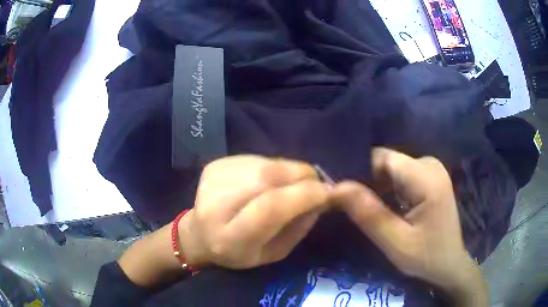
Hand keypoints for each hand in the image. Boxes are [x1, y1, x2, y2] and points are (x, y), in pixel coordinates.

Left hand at [179, 155, 331, 269]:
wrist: (200, 234)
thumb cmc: (239, 252)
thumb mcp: (274, 253)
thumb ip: (299, 227)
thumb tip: (322, 197)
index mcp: (230, 238)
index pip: (270, 208)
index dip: (304, 195)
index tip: (329, 191)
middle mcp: (216, 205)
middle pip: (266, 178)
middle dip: (301, 176)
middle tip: (316, 183)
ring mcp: (213, 180)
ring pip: (264, 164)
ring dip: (289, 170)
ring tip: (294, 183)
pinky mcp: (215, 165)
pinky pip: (256, 159)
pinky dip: (274, 167)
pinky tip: (270, 181)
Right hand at [331, 148, 487, 304]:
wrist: (450, 263)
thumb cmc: (426, 257)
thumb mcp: (396, 243)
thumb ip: (369, 214)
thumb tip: (337, 187)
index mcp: (427, 178)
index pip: (383, 158)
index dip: (358, 171)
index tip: (341, 191)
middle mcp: (430, 164)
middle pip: (387, 162)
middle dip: (367, 181)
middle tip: (351, 206)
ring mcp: (431, 169)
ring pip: (391, 168)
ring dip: (376, 186)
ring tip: (365, 208)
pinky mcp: (429, 177)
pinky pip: (400, 174)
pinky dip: (387, 188)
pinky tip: (382, 206)